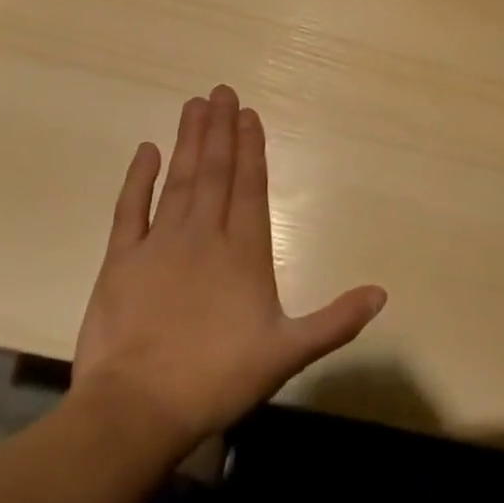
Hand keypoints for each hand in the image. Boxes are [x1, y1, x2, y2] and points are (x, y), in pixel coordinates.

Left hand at [72, 85, 385, 457]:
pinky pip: (130, 210)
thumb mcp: (288, 353)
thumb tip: (382, 293)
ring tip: (194, 105)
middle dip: (220, 130)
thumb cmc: (217, 379)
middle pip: (215, 171)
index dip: (251, 148)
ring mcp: (160, 245)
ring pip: (179, 180)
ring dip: (189, 141)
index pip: (251, 186)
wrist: (136, 411)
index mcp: (244, 251)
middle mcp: (205, 235)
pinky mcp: (121, 262)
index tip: (249, 114)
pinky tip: (146, 151)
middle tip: (221, 91)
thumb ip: (335, 320)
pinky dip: (138, 180)